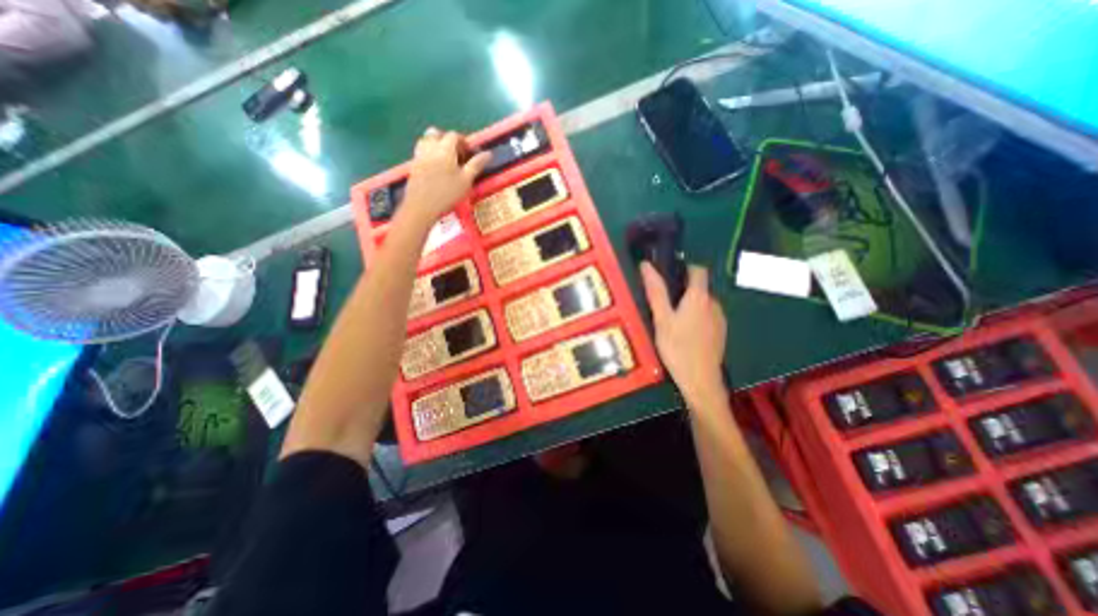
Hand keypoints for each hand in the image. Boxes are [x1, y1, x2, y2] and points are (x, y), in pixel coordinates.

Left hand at [403, 128, 491, 228]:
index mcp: (445, 148)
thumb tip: (488, 153)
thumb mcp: (466, 180)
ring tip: (445, 158)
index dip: (463, 141)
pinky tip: (435, 166)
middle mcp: (430, 147)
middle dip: (447, 139)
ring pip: (426, 140)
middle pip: (437, 133)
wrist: (422, 205)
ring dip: (436, 143)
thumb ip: (476, 165)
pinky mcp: (413, 164)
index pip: (454, 135)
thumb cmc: (447, 193)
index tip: (470, 152)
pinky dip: (429, 152)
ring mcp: (419, 155)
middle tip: (457, 153)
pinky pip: (421, 150)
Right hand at [635, 263, 726, 406]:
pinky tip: (685, 336)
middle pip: (699, 288)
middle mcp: (714, 304)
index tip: (668, 279)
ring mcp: (720, 319)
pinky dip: (696, 319)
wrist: (700, 380)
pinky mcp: (721, 333)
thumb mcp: (661, 319)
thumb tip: (646, 265)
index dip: (684, 269)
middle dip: (682, 292)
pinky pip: (707, 317)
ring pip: (703, 304)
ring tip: (672, 324)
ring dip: (689, 307)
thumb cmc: (677, 347)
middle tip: (663, 308)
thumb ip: (656, 291)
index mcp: (699, 297)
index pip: (698, 270)